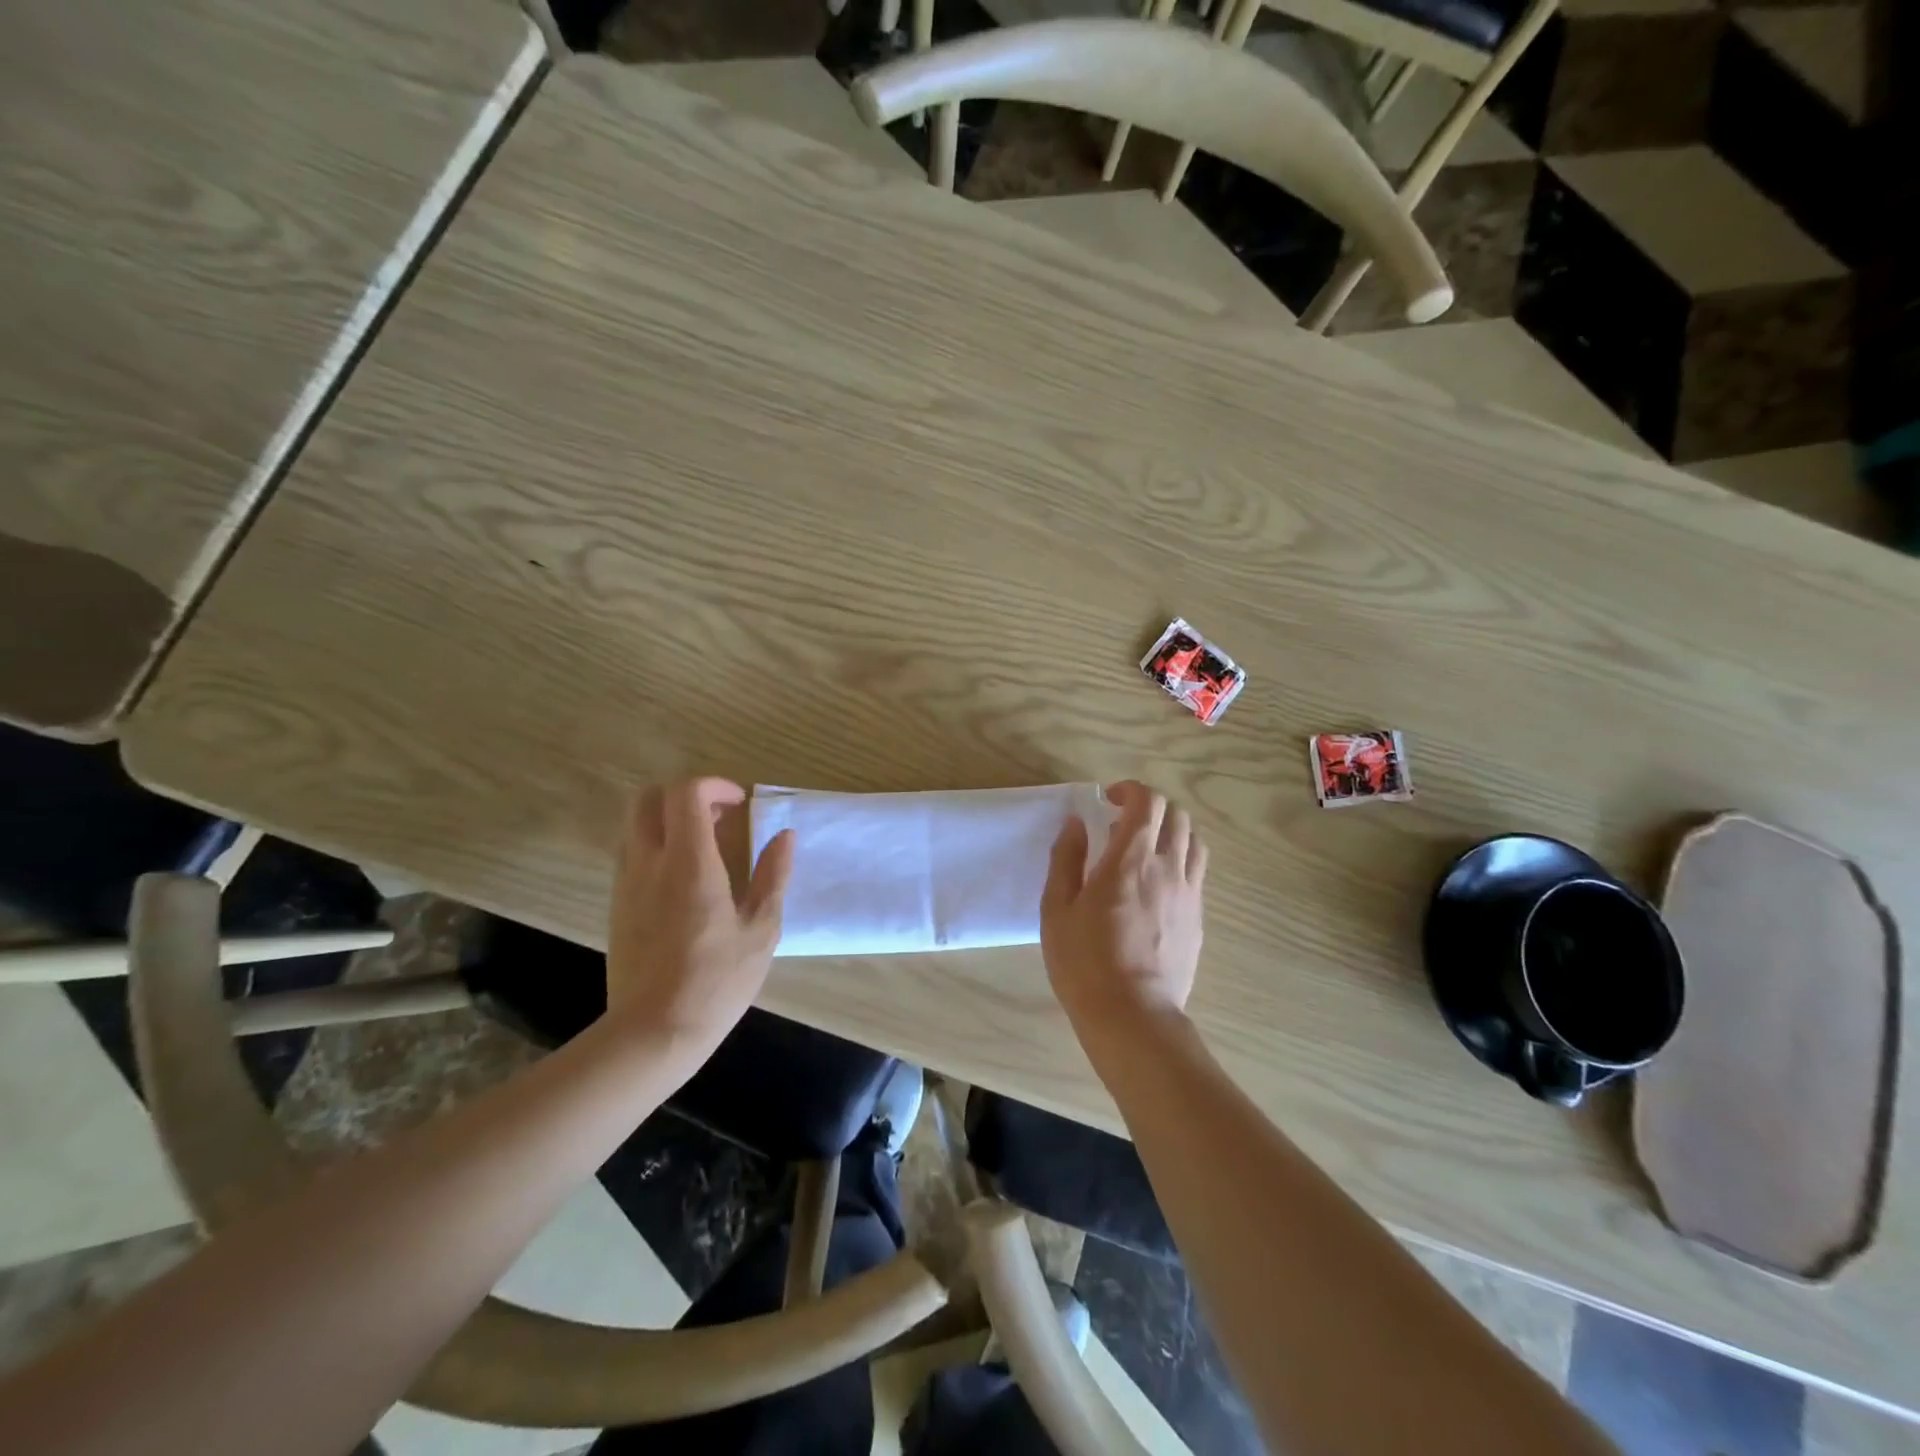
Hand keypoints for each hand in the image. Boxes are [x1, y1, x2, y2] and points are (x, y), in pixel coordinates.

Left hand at [606, 778, 793, 1070]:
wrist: (653, 1033)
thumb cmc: (716, 981)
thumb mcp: (761, 930)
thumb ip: (773, 876)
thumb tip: (785, 836)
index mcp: (689, 864)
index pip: (685, 793)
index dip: (714, 786)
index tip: (739, 804)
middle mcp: (649, 863)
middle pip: (649, 798)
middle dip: (685, 794)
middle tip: (719, 816)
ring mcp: (626, 884)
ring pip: (636, 825)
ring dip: (670, 820)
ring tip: (706, 847)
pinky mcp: (617, 906)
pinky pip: (632, 854)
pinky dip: (658, 846)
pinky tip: (686, 879)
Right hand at [1041, 781, 1206, 1043]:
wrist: (1133, 1017)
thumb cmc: (1084, 962)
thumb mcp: (1057, 909)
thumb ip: (1066, 859)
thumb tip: (1077, 823)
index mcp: (1131, 860)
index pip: (1148, 802)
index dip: (1131, 790)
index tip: (1109, 800)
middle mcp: (1168, 868)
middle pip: (1177, 815)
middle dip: (1151, 808)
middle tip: (1123, 824)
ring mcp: (1190, 895)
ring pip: (1194, 842)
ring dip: (1171, 832)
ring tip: (1146, 849)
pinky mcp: (1199, 919)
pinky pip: (1197, 874)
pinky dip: (1180, 862)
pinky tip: (1157, 886)